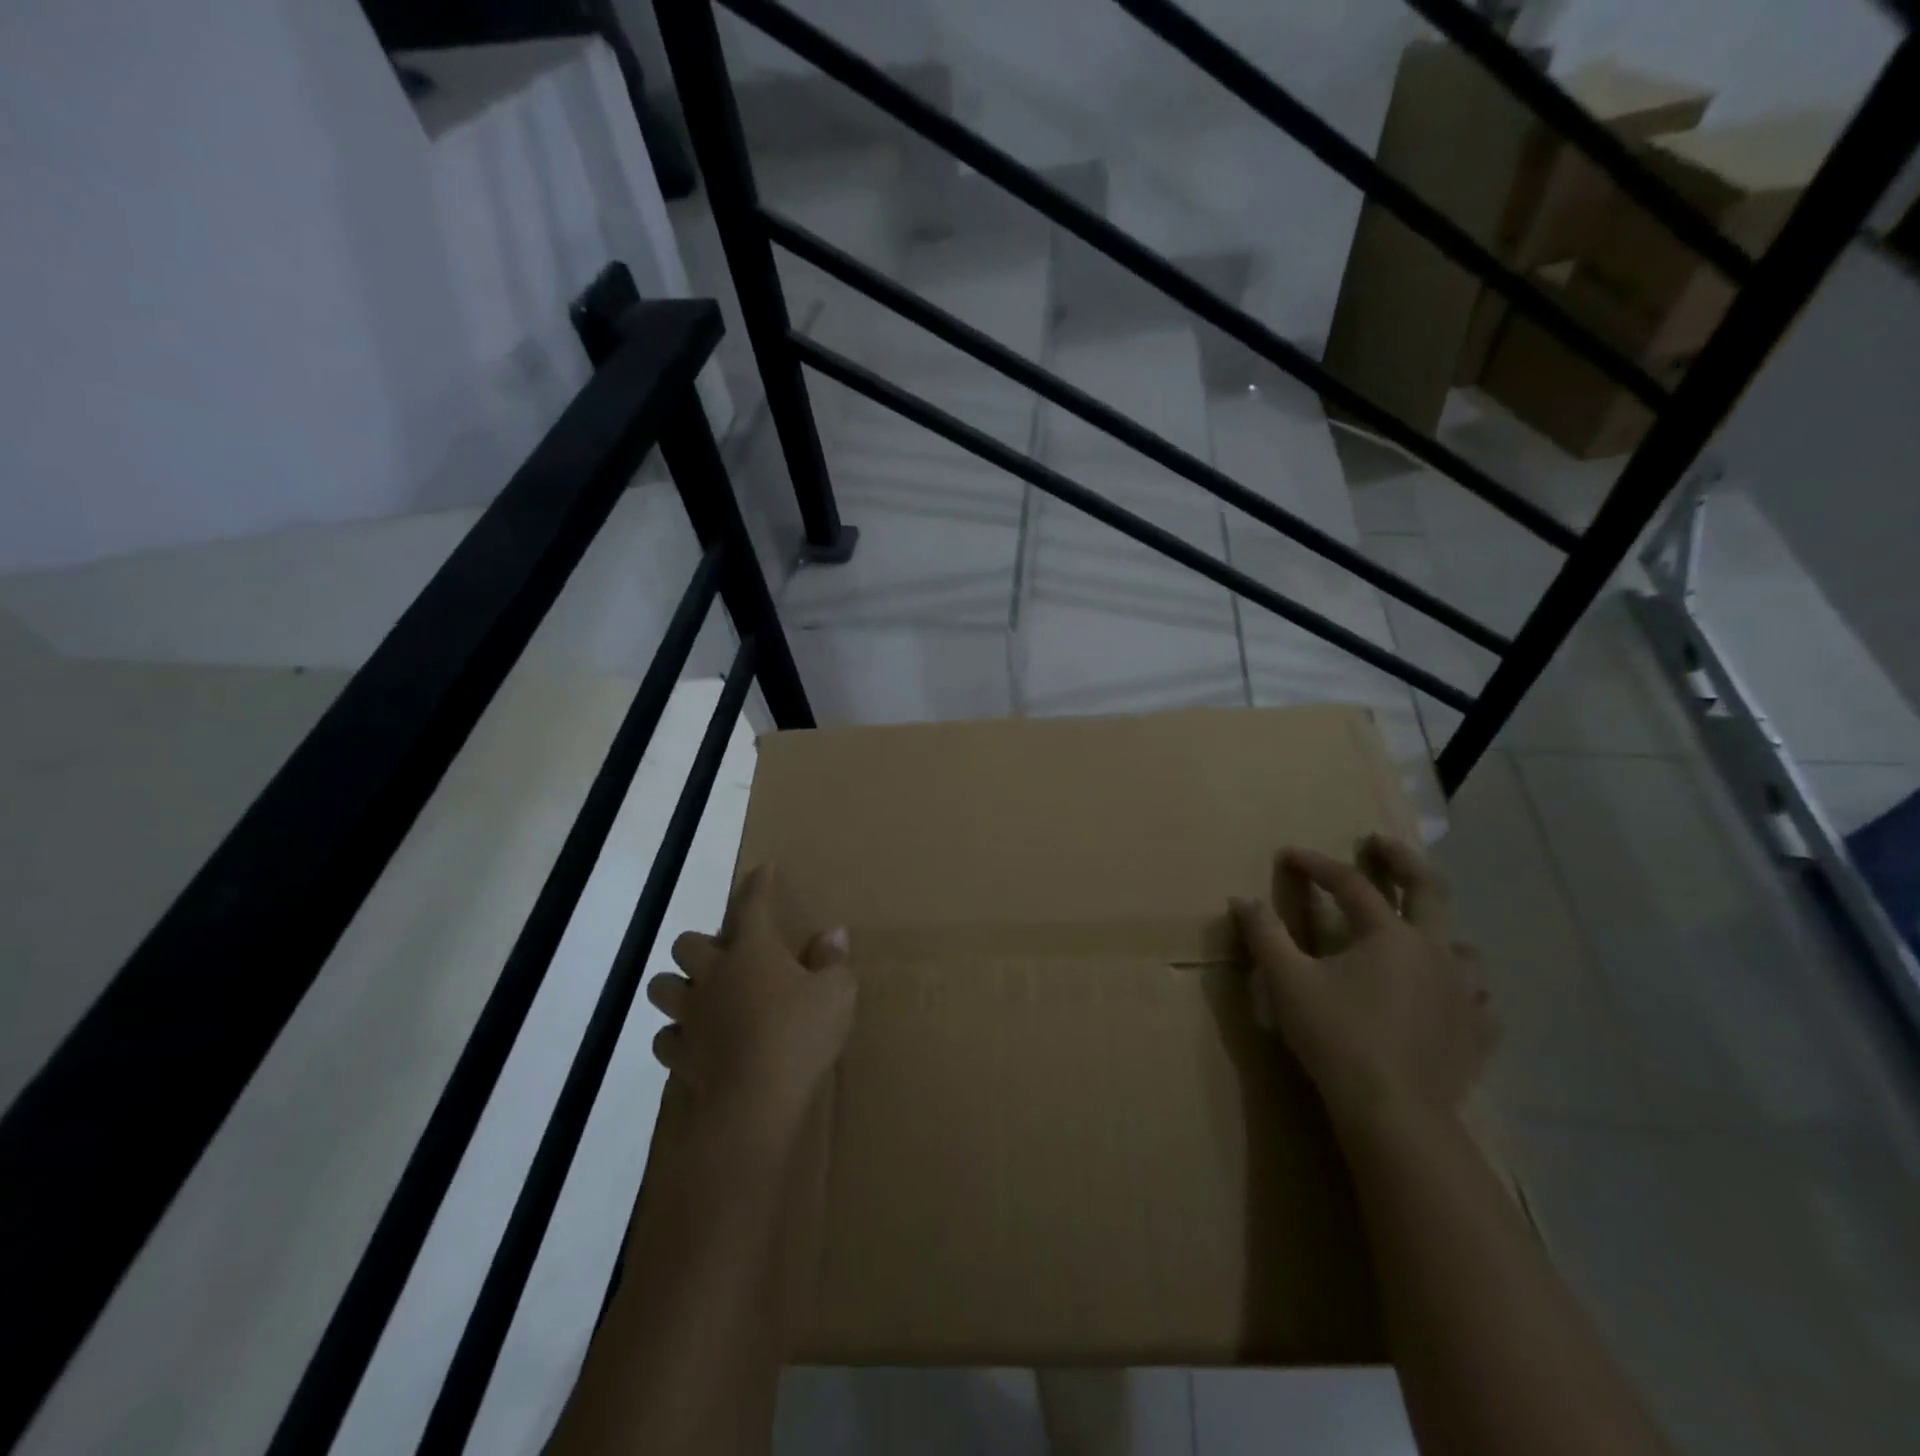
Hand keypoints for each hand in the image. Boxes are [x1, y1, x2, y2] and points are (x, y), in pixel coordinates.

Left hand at [647, 864, 855, 1145]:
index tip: (762, 870)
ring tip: (700, 995)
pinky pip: (667, 1038)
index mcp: (752, 951)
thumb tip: (834, 934)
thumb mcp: (836, 993)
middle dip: (700, 944)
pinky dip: (678, 1036)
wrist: (756, 1101)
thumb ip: (832, 961)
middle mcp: (713, 975)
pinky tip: (696, 1041)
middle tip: (723, 956)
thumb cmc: (800, 1034)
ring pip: (662, 987)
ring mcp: (691, 1016)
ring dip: (678, 986)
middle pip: (686, 944)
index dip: (758, 884)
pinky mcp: (680, 1056)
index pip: (752, 905)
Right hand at [1231, 835, 1497, 1134]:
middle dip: (1402, 860)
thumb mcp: (1287, 981)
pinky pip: (1481, 1001)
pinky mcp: (1477, 1034)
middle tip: (1380, 844)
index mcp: (1389, 935)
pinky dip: (1465, 990)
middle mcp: (1434, 951)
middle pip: (1429, 889)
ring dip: (1439, 929)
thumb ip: (1264, 935)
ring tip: (1420, 931)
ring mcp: (1464, 993)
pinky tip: (1452, 998)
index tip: (1287, 855)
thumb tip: (1243, 900)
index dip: (1315, 865)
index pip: (1350, 884)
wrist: (1393, 1112)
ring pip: (1462, 945)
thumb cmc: (1336, 1036)